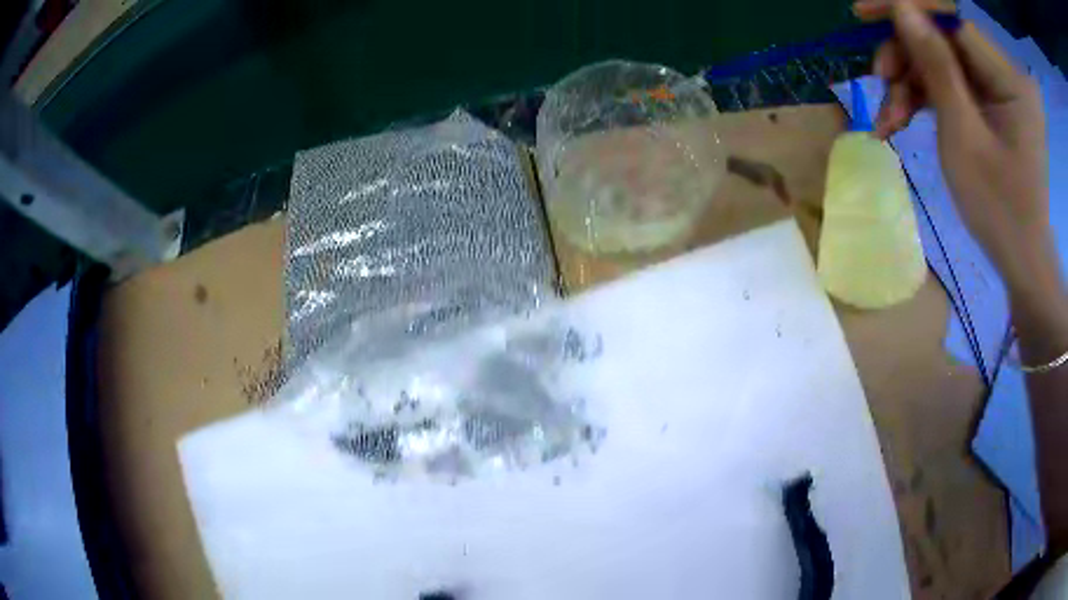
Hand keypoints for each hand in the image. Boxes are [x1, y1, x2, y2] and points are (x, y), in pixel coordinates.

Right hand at [855, 0, 1053, 293]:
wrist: (1022, 262)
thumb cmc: (1000, 211)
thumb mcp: (964, 137)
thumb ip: (936, 65)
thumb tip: (901, 8)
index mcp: (1010, 79)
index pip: (953, 19)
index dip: (908, 8)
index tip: (863, 12)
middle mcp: (1005, 74)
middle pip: (945, 38)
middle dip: (907, 55)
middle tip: (879, 80)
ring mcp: (999, 89)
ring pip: (943, 61)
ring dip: (911, 82)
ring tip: (888, 118)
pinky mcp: (992, 104)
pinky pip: (952, 84)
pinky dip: (925, 98)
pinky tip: (902, 120)